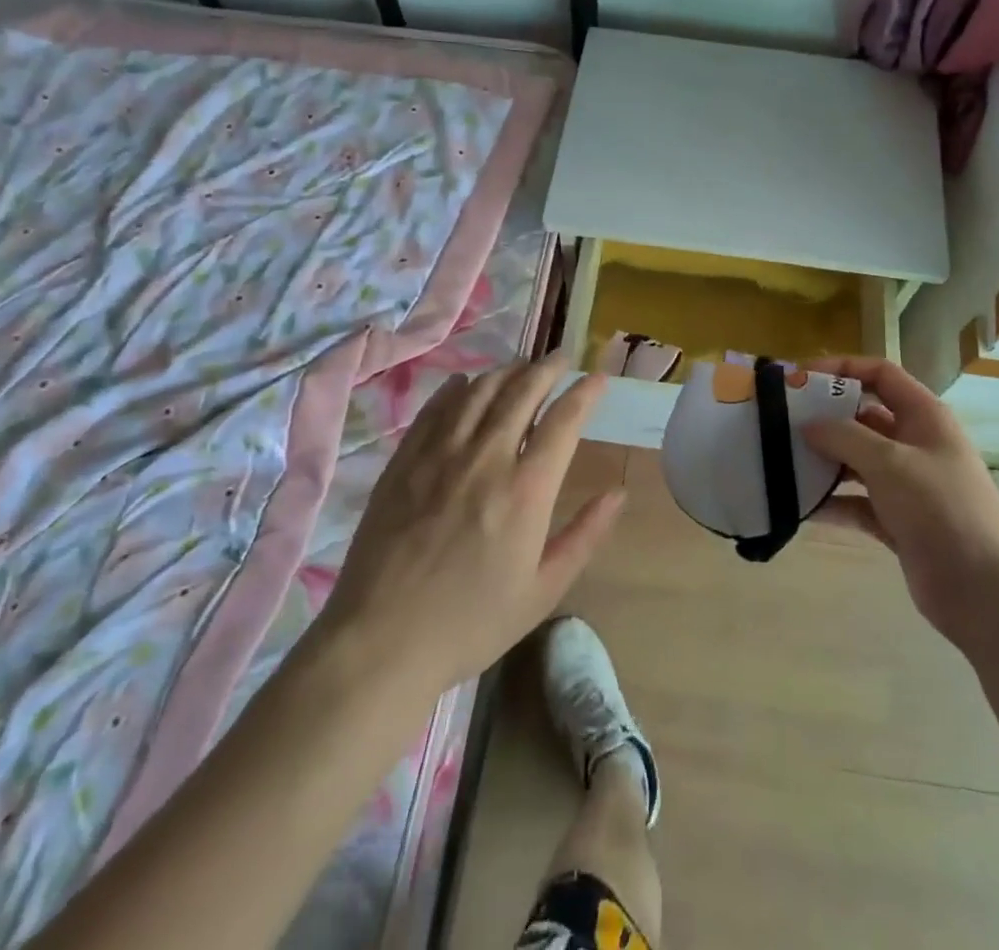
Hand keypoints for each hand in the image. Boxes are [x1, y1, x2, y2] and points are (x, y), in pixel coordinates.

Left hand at [312, 355, 620, 699]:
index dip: (586, 391)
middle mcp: (485, 458)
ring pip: (479, 391)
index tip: (599, 376)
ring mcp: (440, 455)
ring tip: (521, 368)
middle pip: (522, 391)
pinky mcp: (404, 461)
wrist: (380, 642)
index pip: (564, 419)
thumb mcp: (543, 590)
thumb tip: (618, 493)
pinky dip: (457, 389)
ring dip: (507, 372)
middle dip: (548, 367)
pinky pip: (436, 409)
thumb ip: (585, 535)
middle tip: (563, 356)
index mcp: (526, 490)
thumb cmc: (471, 623)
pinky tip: (466, 384)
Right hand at [802, 356, 998, 646]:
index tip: (800, 380)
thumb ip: (844, 436)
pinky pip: (857, 502)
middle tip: (781, 423)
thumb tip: (808, 424)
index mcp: (924, 416)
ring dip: (824, 461)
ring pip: (857, 461)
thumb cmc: (941, 508)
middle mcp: (915, 443)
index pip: (880, 374)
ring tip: (782, 462)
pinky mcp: (898, 521)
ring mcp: (907, 484)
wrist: (984, 591)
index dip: (842, 368)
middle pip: (863, 417)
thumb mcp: (890, 462)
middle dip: (825, 418)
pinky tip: (800, 507)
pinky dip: (832, 502)